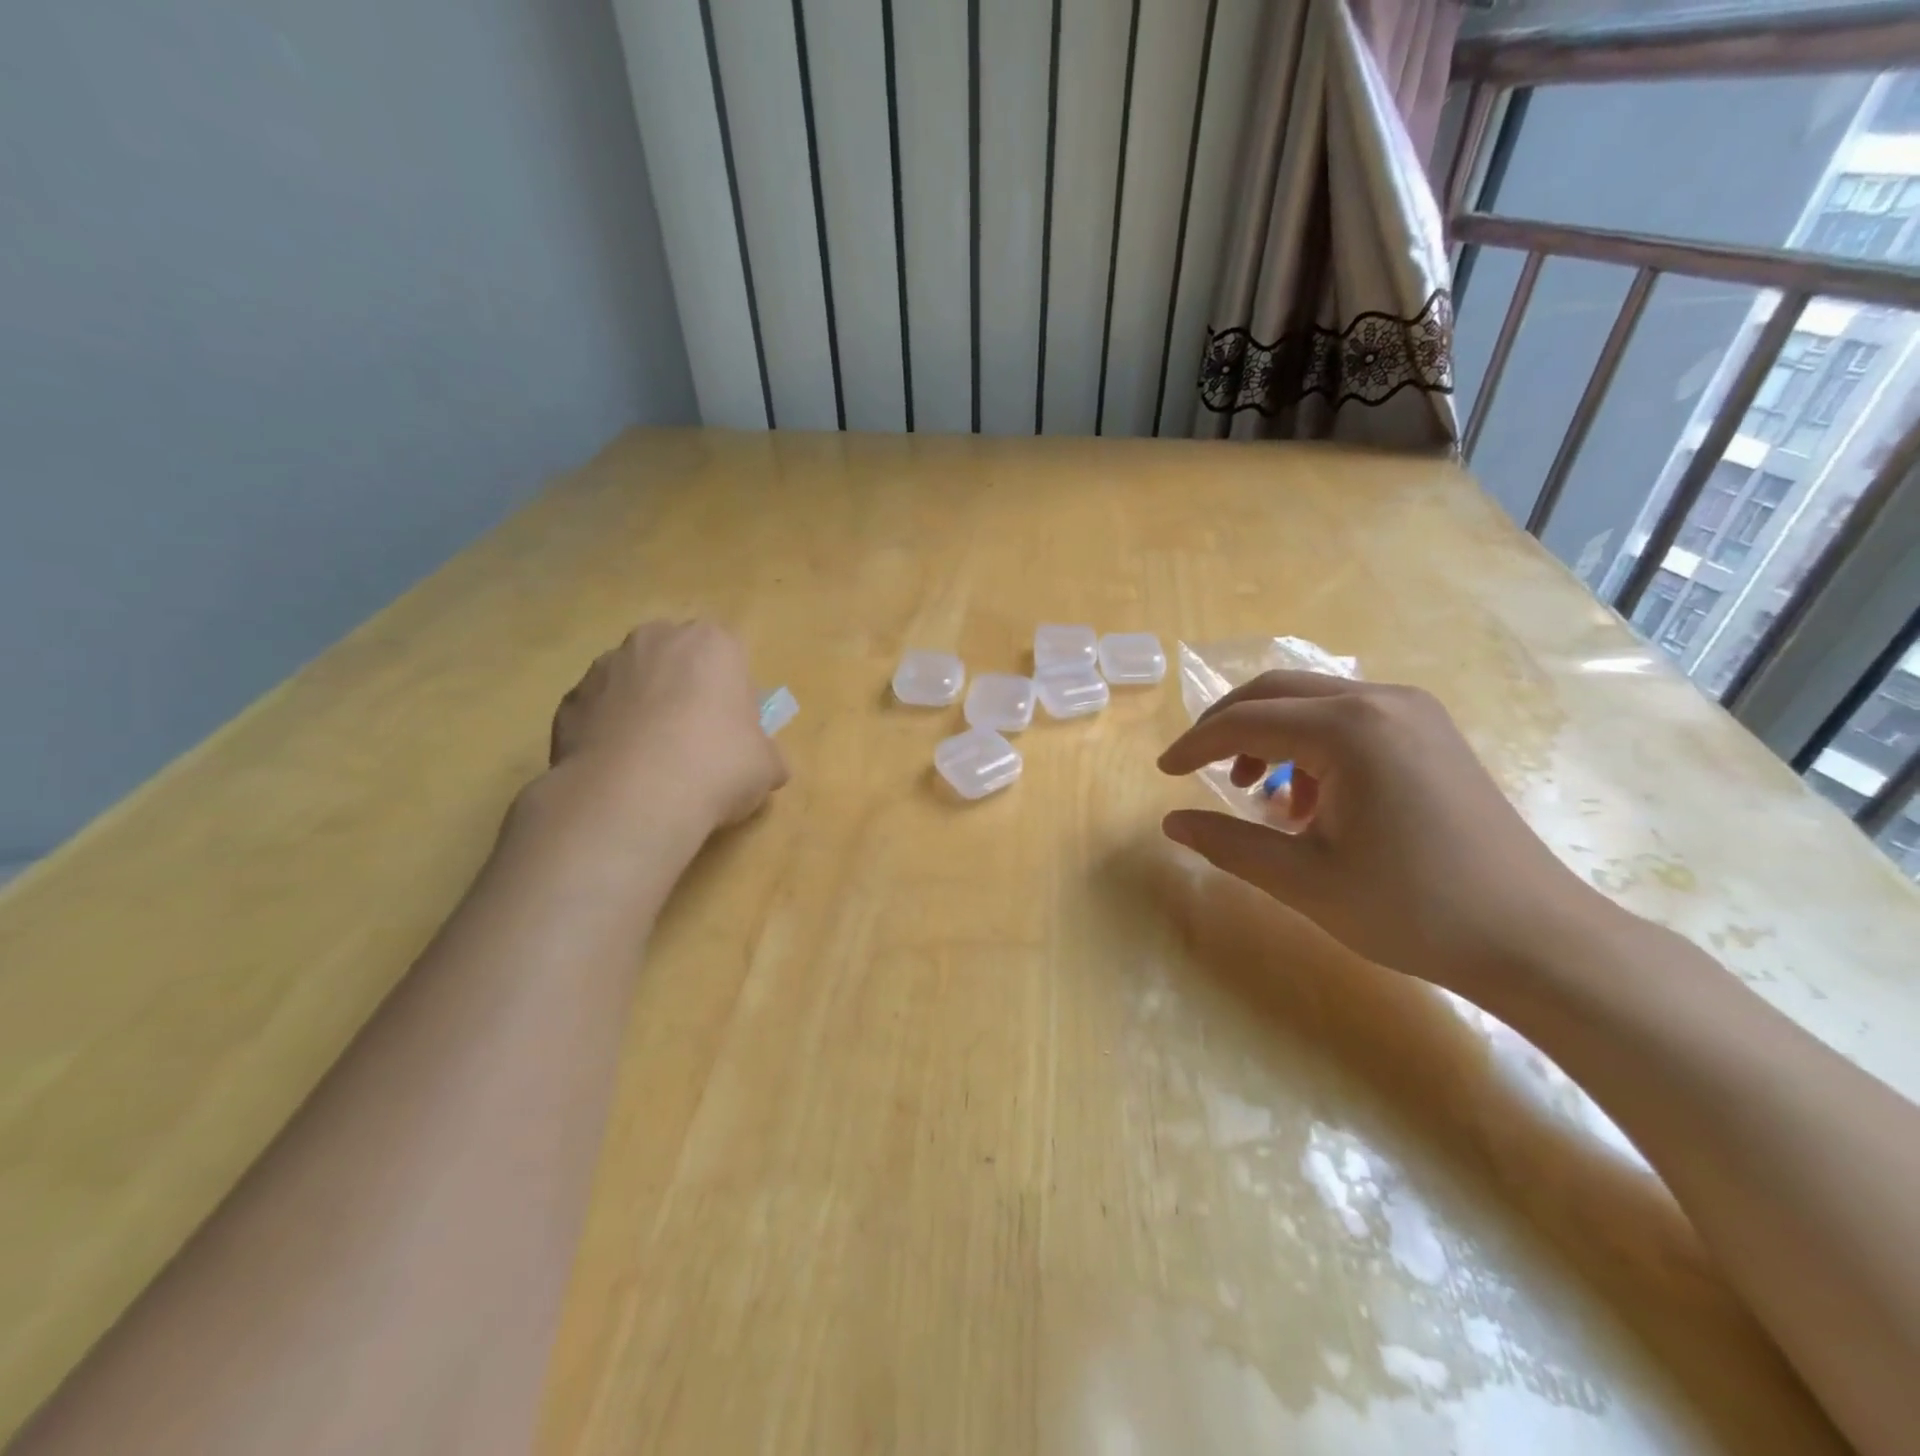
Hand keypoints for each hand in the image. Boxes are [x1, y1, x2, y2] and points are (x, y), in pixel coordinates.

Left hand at [548, 620, 787, 834]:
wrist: (632, 797)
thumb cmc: (717, 766)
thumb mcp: (766, 767)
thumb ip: (766, 755)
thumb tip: (768, 766)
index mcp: (712, 643)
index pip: (730, 658)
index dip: (734, 696)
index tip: (734, 732)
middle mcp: (655, 640)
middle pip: (677, 661)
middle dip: (684, 691)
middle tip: (695, 742)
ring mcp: (605, 667)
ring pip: (634, 683)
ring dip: (643, 709)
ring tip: (653, 762)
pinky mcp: (568, 701)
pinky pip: (599, 712)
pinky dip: (608, 733)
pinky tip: (620, 771)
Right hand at [1156, 672, 1615, 996]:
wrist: (1536, 938)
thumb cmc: (1413, 910)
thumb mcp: (1304, 881)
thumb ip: (1229, 844)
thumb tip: (1171, 823)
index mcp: (1349, 729)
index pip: (1247, 720)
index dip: (1196, 744)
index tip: (1163, 771)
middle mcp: (1381, 701)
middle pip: (1277, 691)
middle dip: (1226, 725)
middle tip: (1195, 766)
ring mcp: (1414, 712)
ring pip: (1313, 702)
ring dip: (1269, 733)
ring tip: (1253, 790)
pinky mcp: (1431, 732)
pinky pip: (1349, 718)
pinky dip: (1310, 745)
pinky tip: (1309, 799)